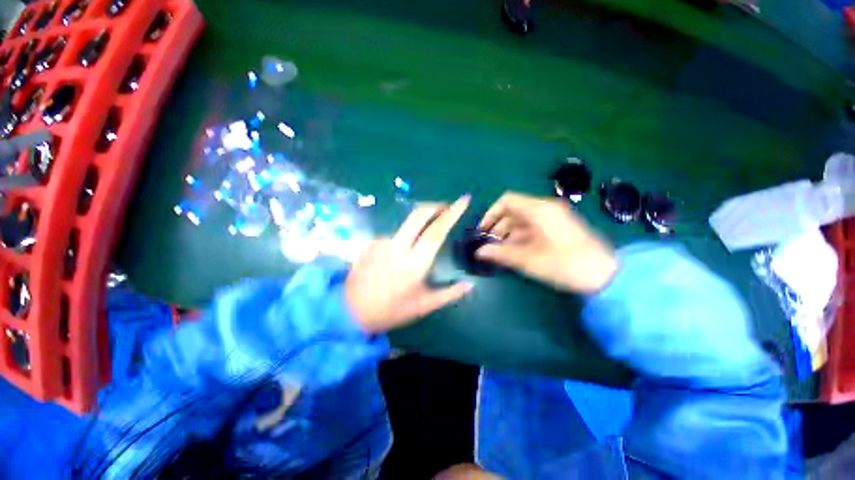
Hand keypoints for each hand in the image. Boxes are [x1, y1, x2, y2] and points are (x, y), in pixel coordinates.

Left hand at [346, 196, 473, 332]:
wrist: (349, 311)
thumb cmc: (390, 310)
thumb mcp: (423, 306)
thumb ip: (449, 294)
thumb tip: (470, 285)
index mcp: (414, 262)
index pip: (436, 231)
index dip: (452, 213)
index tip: (463, 200)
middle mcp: (398, 246)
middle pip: (418, 214)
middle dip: (435, 206)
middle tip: (447, 208)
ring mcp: (382, 241)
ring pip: (406, 223)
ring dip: (420, 222)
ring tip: (428, 232)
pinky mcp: (372, 242)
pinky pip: (395, 233)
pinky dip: (405, 236)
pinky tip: (404, 249)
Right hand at [477, 192, 616, 293]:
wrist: (608, 275)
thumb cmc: (567, 265)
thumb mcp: (531, 260)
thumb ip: (502, 254)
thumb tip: (479, 252)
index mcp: (540, 210)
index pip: (507, 200)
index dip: (491, 213)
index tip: (483, 231)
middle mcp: (546, 208)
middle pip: (513, 211)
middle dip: (498, 226)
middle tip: (489, 245)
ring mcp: (553, 217)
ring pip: (522, 219)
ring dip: (508, 233)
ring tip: (499, 251)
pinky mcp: (558, 227)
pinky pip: (532, 226)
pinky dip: (520, 236)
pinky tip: (515, 250)